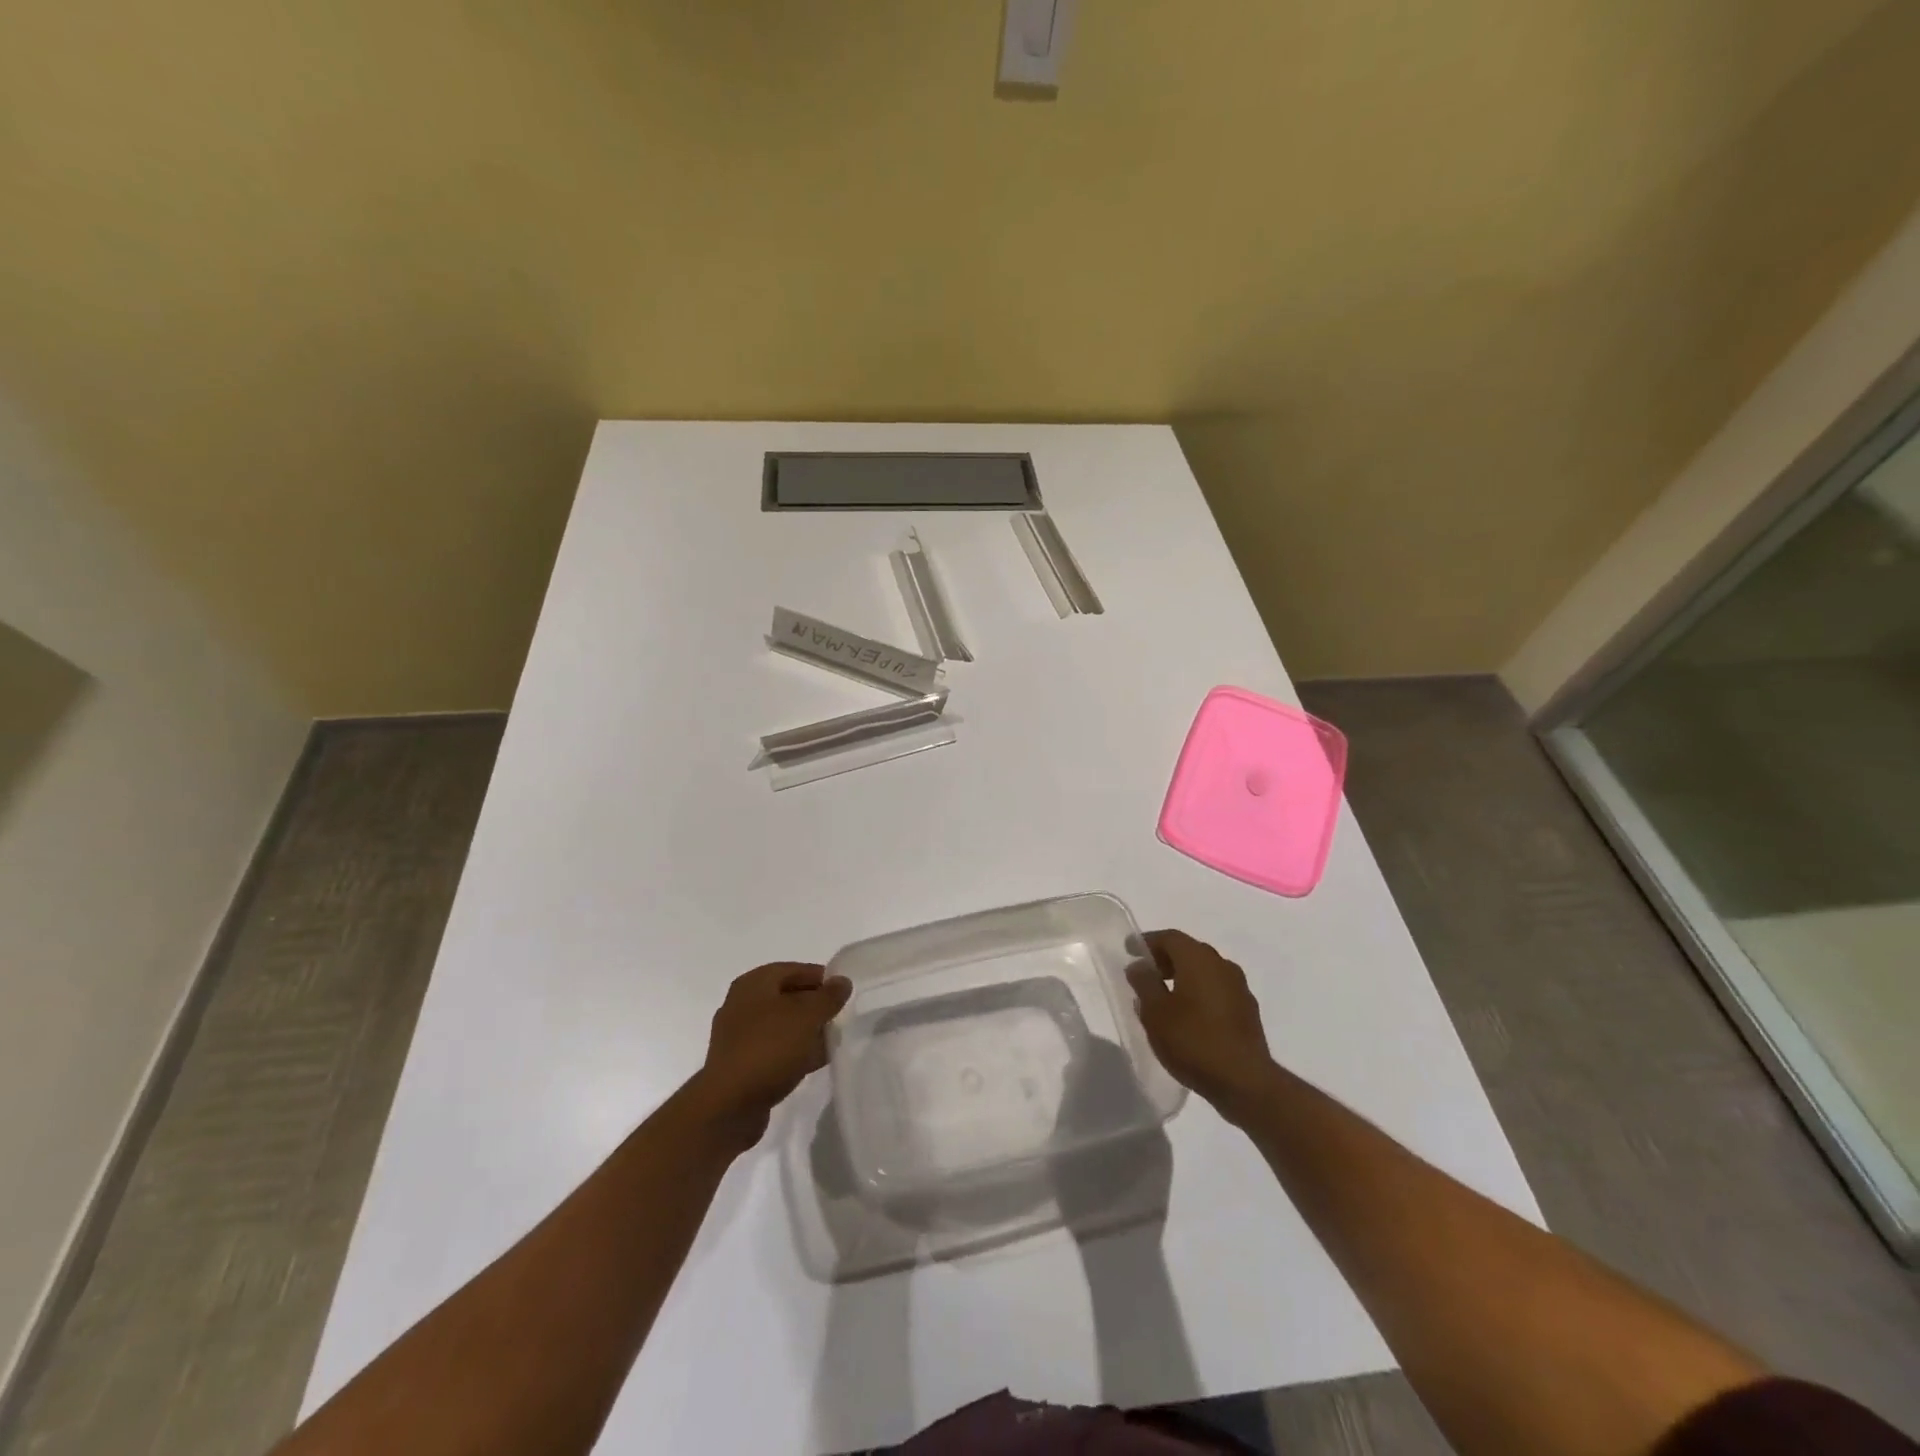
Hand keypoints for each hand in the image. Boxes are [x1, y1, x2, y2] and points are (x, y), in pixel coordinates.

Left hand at [693, 962, 850, 1144]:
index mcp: (753, 984)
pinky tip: (814, 1062)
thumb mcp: (807, 1016)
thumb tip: (842, 982)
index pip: (794, 969)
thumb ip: (828, 997)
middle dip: (814, 1006)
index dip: (820, 978)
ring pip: (782, 1025)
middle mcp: (742, 1004)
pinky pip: (774, 1049)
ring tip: (832, 1040)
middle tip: (840, 1016)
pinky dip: (794, 1051)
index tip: (843, 992)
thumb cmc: (769, 1048)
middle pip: (787, 997)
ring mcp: (739, 1036)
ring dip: (806, 1031)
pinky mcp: (741, 1064)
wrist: (729, 1106)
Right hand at [1127, 929, 1277, 1122]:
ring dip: (1183, 977)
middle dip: (1165, 959)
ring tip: (1164, 998)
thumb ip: (1144, 984)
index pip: (1170, 937)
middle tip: (1145, 974)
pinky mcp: (1248, 1011)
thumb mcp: (1155, 1013)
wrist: (1245, 1082)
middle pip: (1189, 951)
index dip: (1147, 942)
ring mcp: (1239, 988)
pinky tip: (1188, 1016)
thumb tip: (1140, 966)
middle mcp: (1222, 965)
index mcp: (1199, 959)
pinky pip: (1217, 990)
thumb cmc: (1193, 1041)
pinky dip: (1199, 993)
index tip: (1129, 951)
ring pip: (1205, 971)